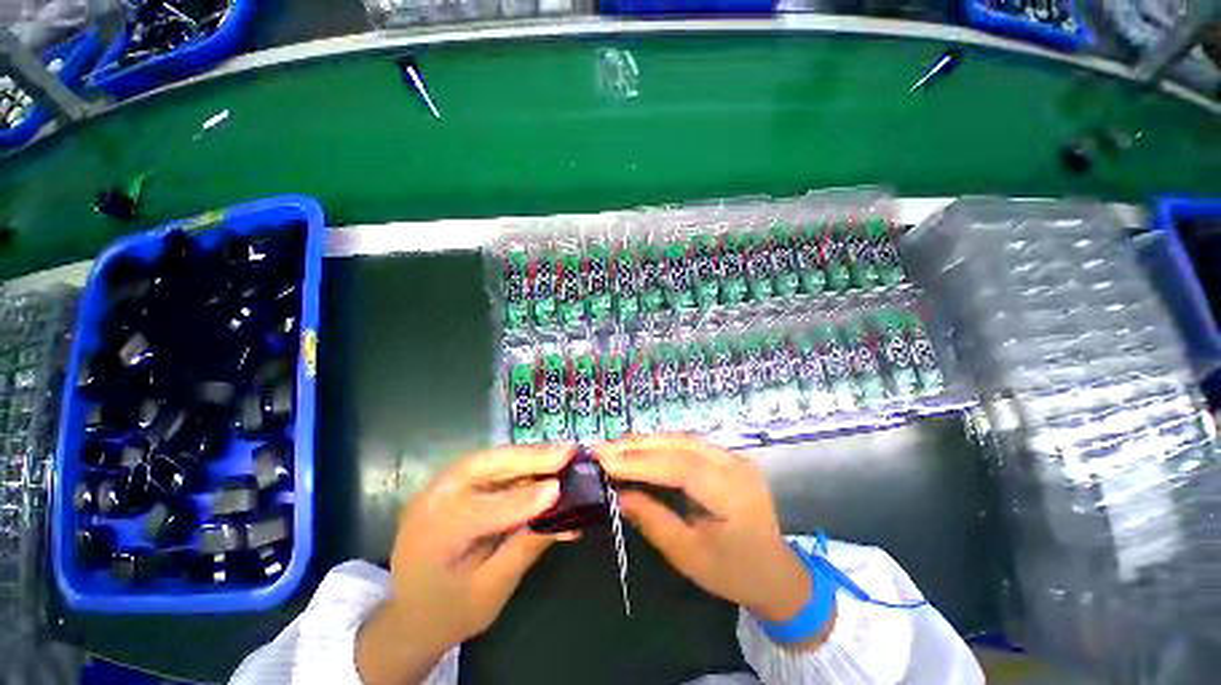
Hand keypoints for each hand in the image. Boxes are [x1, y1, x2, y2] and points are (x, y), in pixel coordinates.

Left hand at [357, 443, 576, 684]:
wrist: (411, 616)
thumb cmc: (451, 612)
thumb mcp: (491, 590)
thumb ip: (525, 547)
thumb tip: (564, 513)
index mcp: (432, 536)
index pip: (481, 510)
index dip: (522, 499)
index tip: (559, 489)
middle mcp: (431, 501)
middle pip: (483, 466)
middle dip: (528, 457)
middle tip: (567, 451)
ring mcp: (440, 487)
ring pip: (488, 460)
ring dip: (527, 455)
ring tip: (561, 453)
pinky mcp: (452, 484)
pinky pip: (489, 466)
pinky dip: (519, 463)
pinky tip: (542, 463)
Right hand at [596, 435, 810, 622]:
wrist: (776, 572)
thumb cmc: (734, 572)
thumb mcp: (689, 556)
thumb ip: (653, 521)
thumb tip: (619, 495)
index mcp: (733, 493)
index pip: (680, 466)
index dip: (640, 461)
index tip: (605, 460)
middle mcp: (735, 464)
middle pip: (680, 444)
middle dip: (637, 445)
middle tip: (602, 448)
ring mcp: (733, 456)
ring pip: (682, 439)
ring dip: (646, 441)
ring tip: (615, 447)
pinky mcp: (727, 456)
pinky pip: (688, 444)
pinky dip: (660, 445)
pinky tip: (640, 448)